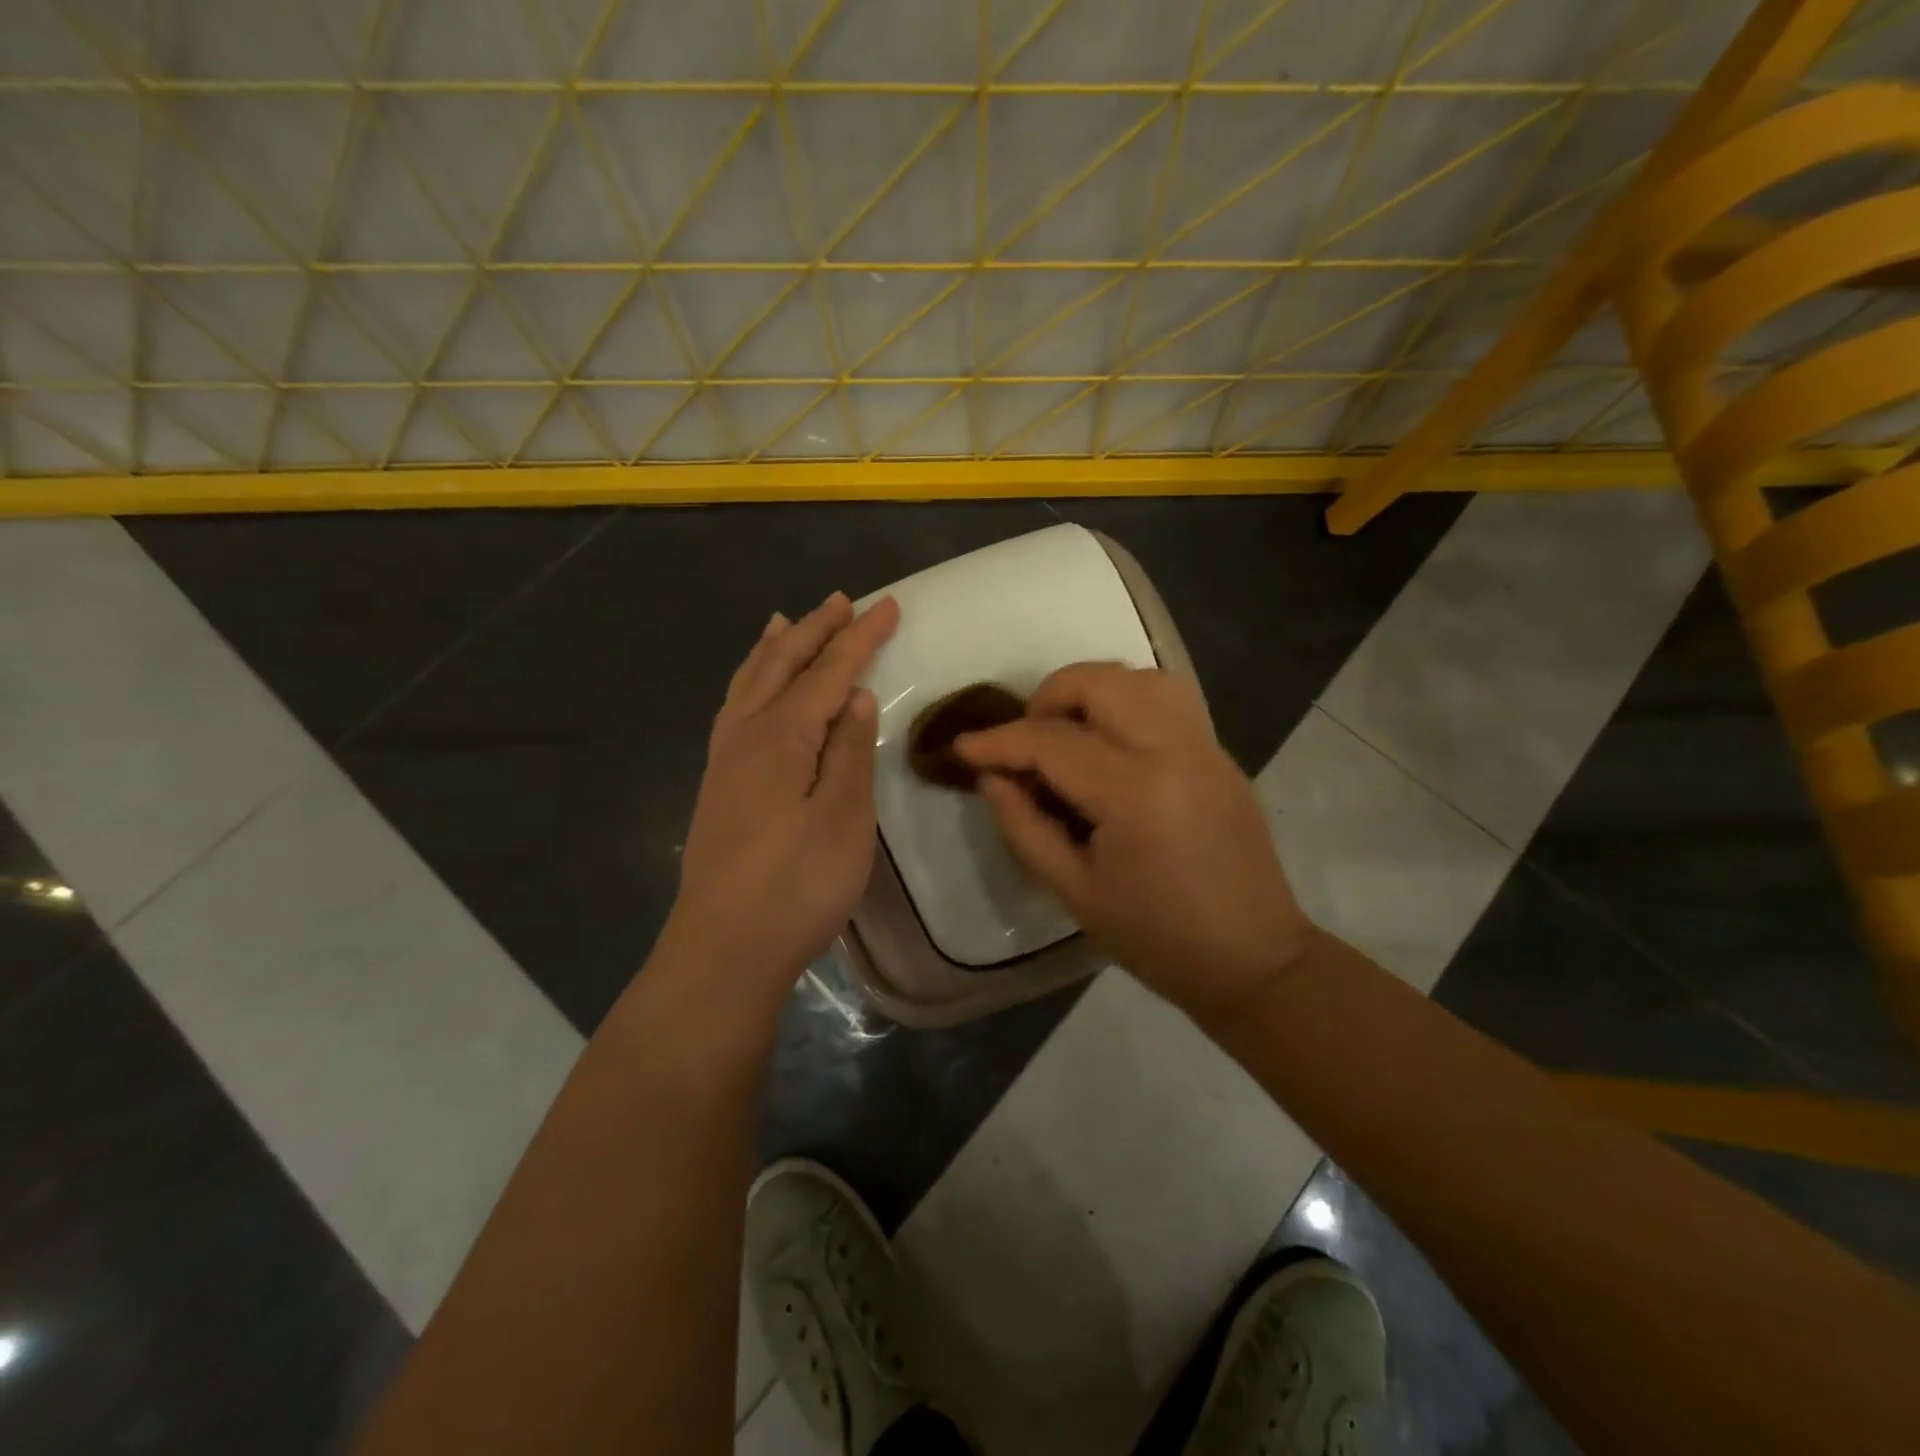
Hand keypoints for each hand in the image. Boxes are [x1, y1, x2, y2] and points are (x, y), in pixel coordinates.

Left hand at [659, 592, 899, 1005]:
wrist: (724, 949)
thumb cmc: (796, 886)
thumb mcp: (843, 818)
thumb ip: (849, 751)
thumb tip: (855, 696)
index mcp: (782, 735)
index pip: (828, 671)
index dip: (860, 637)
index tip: (888, 605)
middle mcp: (746, 734)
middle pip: (783, 665)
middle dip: (816, 630)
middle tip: (842, 600)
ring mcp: (725, 760)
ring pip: (750, 684)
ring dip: (774, 649)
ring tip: (786, 621)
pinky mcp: (718, 785)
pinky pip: (734, 709)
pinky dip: (749, 683)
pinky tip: (753, 691)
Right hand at [956, 663, 1313, 1019]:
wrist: (1253, 960)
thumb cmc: (1156, 938)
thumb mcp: (1074, 892)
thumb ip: (1024, 827)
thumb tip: (992, 778)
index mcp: (1134, 792)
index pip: (1051, 742)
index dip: (998, 741)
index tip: (963, 748)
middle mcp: (1173, 750)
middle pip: (1099, 683)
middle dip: (1047, 697)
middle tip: (1025, 740)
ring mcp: (1205, 747)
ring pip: (1141, 677)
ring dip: (1093, 690)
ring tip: (1068, 732)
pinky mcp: (1221, 754)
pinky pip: (1170, 699)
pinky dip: (1129, 700)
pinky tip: (1112, 741)